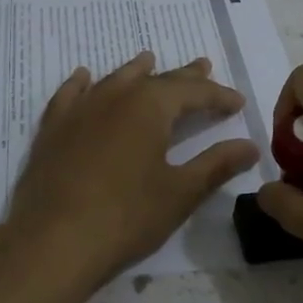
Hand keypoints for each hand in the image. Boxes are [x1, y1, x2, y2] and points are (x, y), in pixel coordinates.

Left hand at [1, 52, 259, 296]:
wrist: (52, 242)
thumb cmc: (126, 217)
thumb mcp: (180, 193)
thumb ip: (216, 165)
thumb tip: (250, 146)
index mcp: (150, 107)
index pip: (193, 92)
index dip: (218, 96)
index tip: (238, 103)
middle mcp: (114, 97)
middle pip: (155, 80)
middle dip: (183, 77)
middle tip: (203, 66)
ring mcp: (79, 111)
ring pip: (113, 80)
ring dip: (136, 72)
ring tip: (148, 59)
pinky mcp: (52, 130)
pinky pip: (69, 95)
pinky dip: (81, 83)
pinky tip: (83, 77)